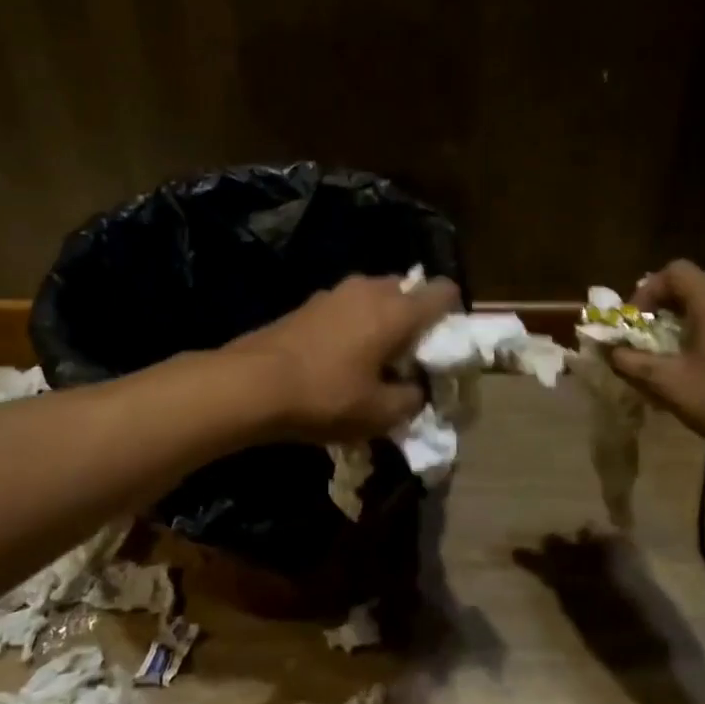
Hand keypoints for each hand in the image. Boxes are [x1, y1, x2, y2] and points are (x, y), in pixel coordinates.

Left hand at [225, 273, 461, 442]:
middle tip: (409, 357)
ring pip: (375, 298)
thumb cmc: (325, 396)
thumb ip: (412, 399)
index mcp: (396, 310)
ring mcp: (334, 293)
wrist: (250, 385)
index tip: (445, 346)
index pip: (444, 292)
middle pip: (408, 291)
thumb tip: (415, 390)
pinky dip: (354, 326)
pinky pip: (347, 308)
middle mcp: (369, 289)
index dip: (453, 316)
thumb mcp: (380, 414)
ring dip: (382, 322)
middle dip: (415, 320)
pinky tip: (340, 359)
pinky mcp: (308, 304)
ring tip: (374, 360)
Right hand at [606, 260, 704, 466]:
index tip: (635, 323)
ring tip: (667, 353)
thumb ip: (631, 362)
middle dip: (661, 308)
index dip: (647, 291)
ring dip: (682, 322)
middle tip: (643, 338)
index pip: (675, 272)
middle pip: (692, 286)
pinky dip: (704, 332)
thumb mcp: (667, 383)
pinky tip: (696, 365)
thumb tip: (611, 352)